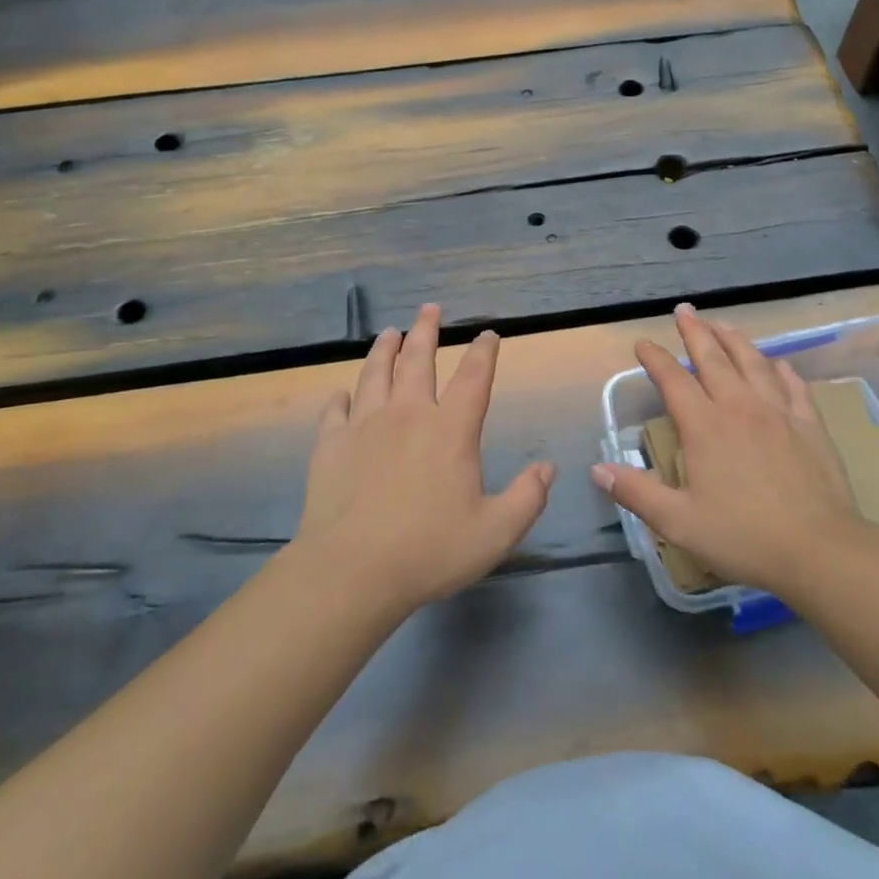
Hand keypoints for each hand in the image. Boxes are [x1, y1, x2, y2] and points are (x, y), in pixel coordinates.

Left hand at [294, 304, 554, 616]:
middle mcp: (408, 414)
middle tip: (430, 308)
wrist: (352, 570)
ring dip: (385, 349)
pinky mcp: (330, 444)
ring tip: (389, 332)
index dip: (484, 352)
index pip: (474, 378)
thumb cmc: (430, 550)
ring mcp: (364, 425)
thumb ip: (527, 497)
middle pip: (418, 360)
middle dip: (426, 330)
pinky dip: (340, 397)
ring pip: (375, 373)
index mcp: (450, 430)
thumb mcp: (495, 532)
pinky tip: (341, 393)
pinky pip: (335, 410)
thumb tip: (547, 468)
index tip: (488, 334)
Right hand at [592, 304, 877, 597]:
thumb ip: (636, 492)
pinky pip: (793, 385)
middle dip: (696, 332)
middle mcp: (740, 407)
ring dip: (735, 340)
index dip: (655, 359)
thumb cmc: (743, 536)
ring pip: (754, 363)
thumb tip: (598, 469)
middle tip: (685, 311)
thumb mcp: (678, 521)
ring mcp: (779, 413)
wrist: (820, 549)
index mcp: (705, 426)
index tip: (642, 344)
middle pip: (714, 358)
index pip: (673, 380)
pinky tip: (778, 364)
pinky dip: (781, 369)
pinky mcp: (810, 426)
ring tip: (723, 325)